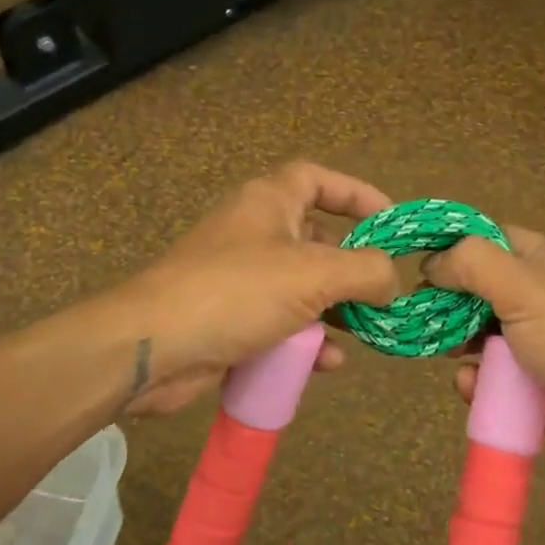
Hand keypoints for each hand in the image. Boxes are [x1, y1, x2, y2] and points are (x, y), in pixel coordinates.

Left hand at [113, 162, 399, 415]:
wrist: (152, 347)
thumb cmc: (235, 292)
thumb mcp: (312, 274)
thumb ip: (365, 271)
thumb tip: (391, 280)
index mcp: (268, 203)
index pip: (318, 180)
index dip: (357, 193)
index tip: (392, 220)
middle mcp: (254, 234)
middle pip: (316, 241)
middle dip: (351, 269)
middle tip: (382, 293)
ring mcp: (240, 280)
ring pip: (301, 290)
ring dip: (334, 313)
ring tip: (362, 334)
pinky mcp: (230, 321)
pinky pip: (280, 325)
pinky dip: (305, 341)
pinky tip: (325, 364)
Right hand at [426, 228, 544, 491]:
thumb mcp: (528, 289)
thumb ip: (474, 265)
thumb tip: (433, 262)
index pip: (497, 240)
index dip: (457, 246)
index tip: (415, 260)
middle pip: (484, 292)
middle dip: (451, 303)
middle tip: (419, 313)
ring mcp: (543, 349)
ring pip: (483, 339)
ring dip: (460, 345)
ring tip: (441, 350)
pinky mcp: (536, 393)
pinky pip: (493, 381)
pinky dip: (477, 384)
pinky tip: (470, 387)